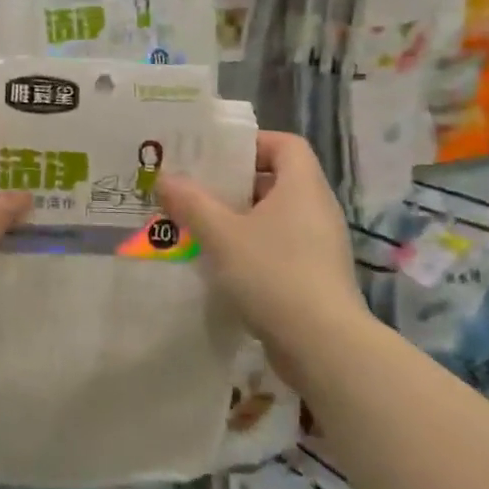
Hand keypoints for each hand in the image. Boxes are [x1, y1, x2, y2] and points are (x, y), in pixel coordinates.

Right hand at [156, 131, 364, 353]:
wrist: (323, 346)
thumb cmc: (273, 273)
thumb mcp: (221, 234)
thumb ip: (191, 202)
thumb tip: (165, 178)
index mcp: (302, 186)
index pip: (285, 144)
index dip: (252, 143)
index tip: (217, 157)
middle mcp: (317, 209)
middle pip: (277, 180)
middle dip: (234, 184)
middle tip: (196, 191)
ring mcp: (320, 246)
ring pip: (275, 218)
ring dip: (239, 220)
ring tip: (200, 228)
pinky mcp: (316, 277)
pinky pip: (281, 248)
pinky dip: (252, 249)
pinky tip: (222, 266)